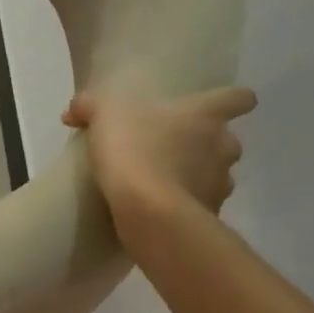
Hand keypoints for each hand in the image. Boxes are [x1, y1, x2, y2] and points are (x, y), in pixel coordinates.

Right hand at [62, 86, 256, 236]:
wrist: (148, 210)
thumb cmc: (134, 149)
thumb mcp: (103, 115)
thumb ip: (89, 106)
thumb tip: (75, 109)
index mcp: (205, 115)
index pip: (239, 98)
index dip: (232, 99)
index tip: (217, 106)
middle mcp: (224, 145)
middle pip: (226, 140)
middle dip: (204, 144)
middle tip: (169, 148)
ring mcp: (221, 183)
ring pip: (216, 174)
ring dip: (195, 175)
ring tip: (162, 181)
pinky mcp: (210, 214)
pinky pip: (200, 204)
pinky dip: (184, 204)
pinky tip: (158, 207)